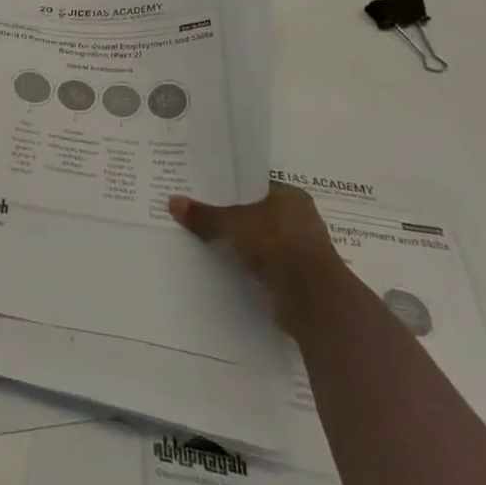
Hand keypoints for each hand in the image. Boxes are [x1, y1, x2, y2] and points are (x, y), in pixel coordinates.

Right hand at [168, 184, 351, 339]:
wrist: (313, 298)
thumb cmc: (276, 243)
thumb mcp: (232, 223)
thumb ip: (204, 215)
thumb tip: (172, 201)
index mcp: (291, 196)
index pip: (255, 186)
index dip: (230, 188)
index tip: (204, 191)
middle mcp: (300, 219)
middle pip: (258, 214)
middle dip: (233, 217)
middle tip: (199, 214)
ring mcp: (301, 251)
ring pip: (262, 241)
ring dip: (241, 245)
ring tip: (206, 241)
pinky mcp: (298, 278)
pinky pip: (265, 265)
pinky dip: (249, 267)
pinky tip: (225, 266)